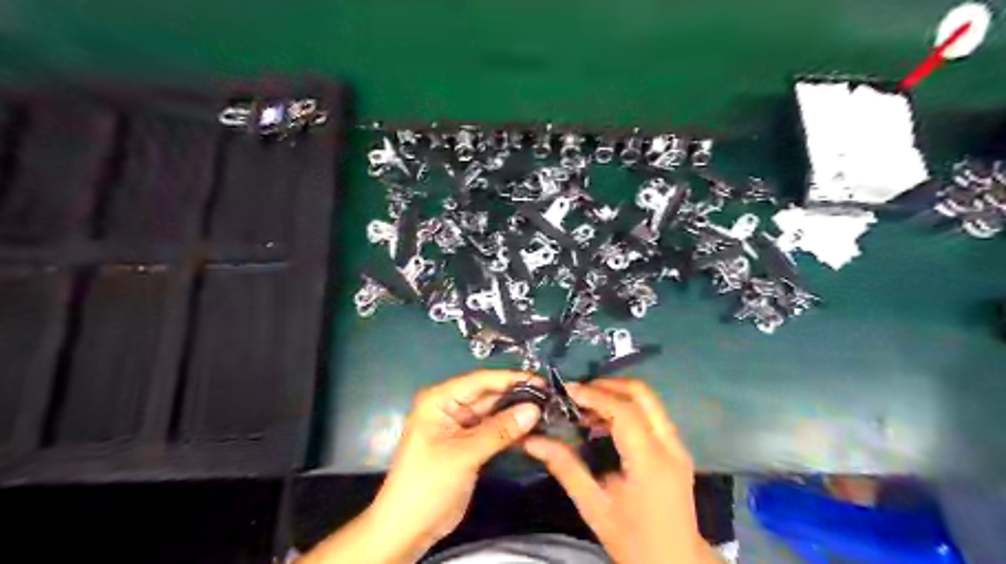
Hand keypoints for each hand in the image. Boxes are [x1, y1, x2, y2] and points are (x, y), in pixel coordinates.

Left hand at [368, 370, 541, 559]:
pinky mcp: (469, 443)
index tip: (542, 381)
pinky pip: (494, 429)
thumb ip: (499, 430)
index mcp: (440, 399)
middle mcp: (450, 406)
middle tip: (551, 397)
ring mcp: (460, 425)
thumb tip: (534, 408)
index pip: (480, 381)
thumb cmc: (428, 484)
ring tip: (548, 409)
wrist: (408, 528)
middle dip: (517, 395)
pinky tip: (534, 427)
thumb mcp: (464, 455)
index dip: (511, 379)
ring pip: (494, 412)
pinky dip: (511, 429)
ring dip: (517, 412)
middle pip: (489, 395)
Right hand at [524, 379, 710, 562]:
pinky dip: (627, 408)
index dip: (594, 395)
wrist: (677, 563)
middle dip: (608, 385)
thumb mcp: (594, 507)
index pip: (624, 411)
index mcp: (651, 461)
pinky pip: (651, 414)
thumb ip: (565, 468)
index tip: (566, 392)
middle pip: (643, 394)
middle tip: (577, 393)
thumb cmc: (634, 540)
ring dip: (616, 395)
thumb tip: (533, 441)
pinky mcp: (676, 449)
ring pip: (649, 401)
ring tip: (585, 406)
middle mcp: (670, 445)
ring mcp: (677, 445)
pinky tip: (603, 423)